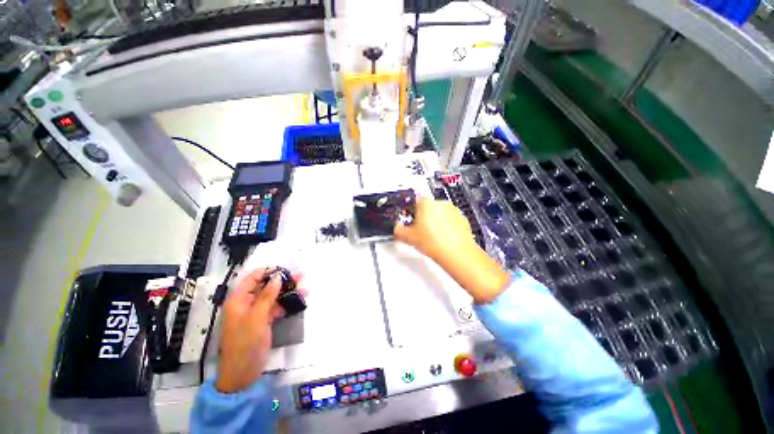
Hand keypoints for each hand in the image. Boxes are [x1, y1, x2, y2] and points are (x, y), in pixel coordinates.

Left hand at [215, 268, 305, 392]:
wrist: (242, 374)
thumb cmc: (245, 343)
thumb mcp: (257, 317)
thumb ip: (267, 295)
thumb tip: (278, 276)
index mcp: (238, 300)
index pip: (252, 278)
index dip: (268, 272)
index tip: (285, 270)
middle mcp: (246, 303)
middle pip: (265, 286)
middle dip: (283, 281)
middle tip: (300, 277)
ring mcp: (256, 313)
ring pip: (273, 297)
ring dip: (288, 292)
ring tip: (305, 289)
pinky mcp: (263, 321)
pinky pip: (276, 308)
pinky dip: (287, 304)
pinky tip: (299, 301)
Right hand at [394, 198, 475, 261]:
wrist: (456, 254)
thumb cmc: (435, 243)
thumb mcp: (408, 237)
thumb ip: (398, 229)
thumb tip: (396, 228)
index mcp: (426, 203)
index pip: (413, 201)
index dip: (409, 211)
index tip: (408, 219)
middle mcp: (440, 203)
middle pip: (426, 207)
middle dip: (421, 217)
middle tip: (418, 230)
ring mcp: (453, 210)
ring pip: (438, 213)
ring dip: (434, 221)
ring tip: (431, 236)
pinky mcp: (462, 218)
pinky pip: (449, 219)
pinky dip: (445, 226)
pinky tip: (441, 238)